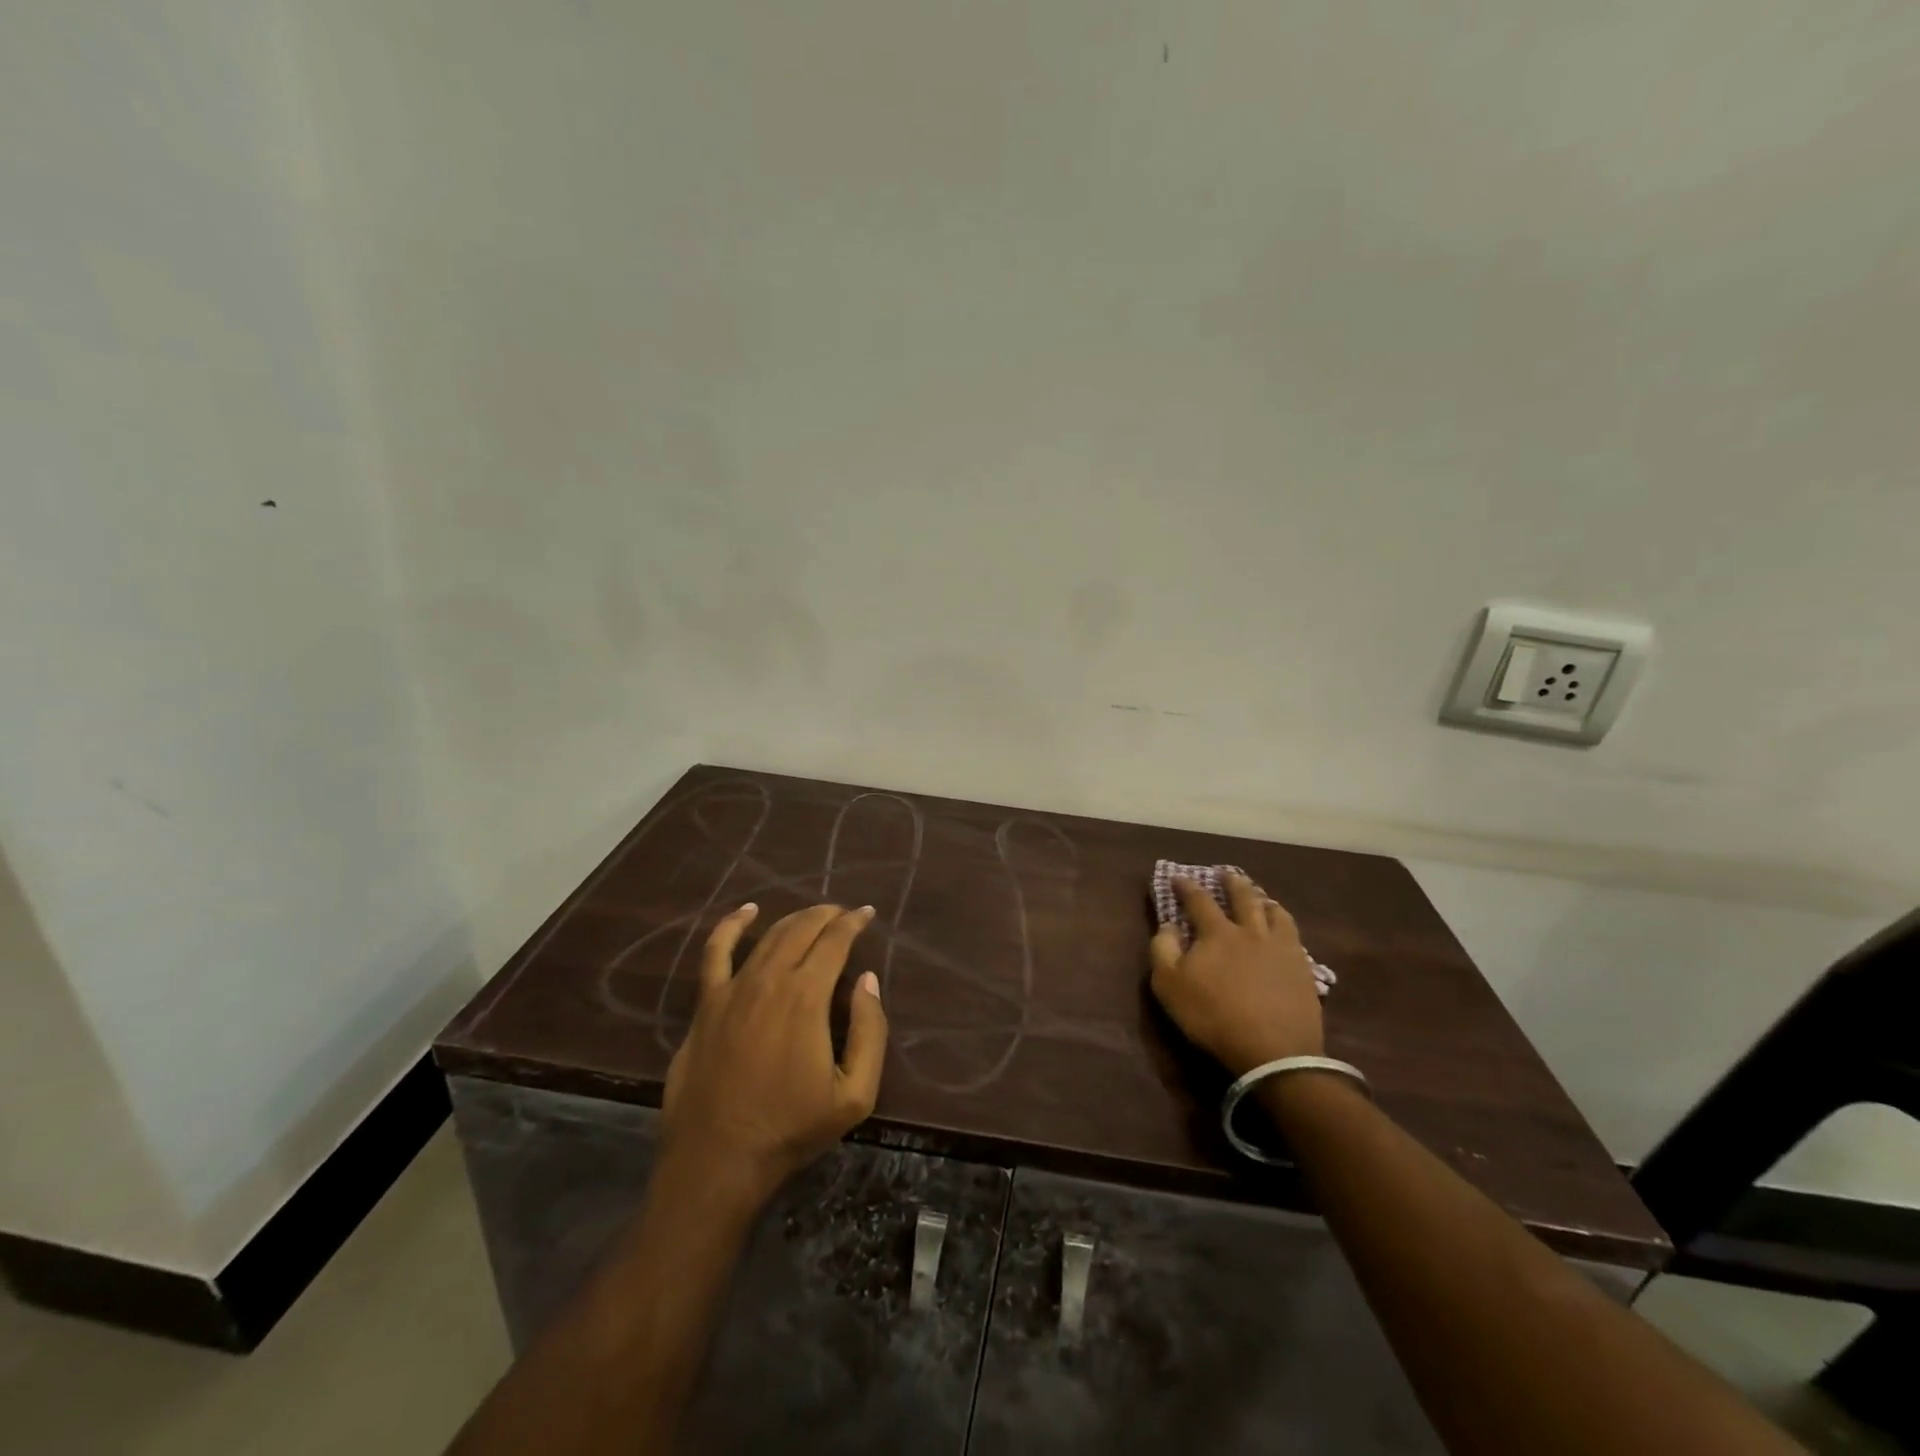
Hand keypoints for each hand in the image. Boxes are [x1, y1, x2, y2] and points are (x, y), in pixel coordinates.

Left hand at [660, 902, 888, 1202]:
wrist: (717, 1161)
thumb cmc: (791, 1129)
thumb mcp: (855, 1094)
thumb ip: (870, 1032)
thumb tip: (867, 980)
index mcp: (806, 998)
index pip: (834, 941)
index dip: (853, 922)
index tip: (867, 914)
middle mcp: (769, 980)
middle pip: (801, 930)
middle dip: (827, 915)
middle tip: (844, 915)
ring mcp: (732, 989)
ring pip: (767, 936)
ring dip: (794, 920)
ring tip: (813, 916)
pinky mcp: (706, 1005)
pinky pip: (716, 952)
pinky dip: (731, 926)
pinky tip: (746, 912)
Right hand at [1149, 873, 1323, 1076]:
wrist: (1273, 1052)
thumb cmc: (1213, 1016)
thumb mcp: (1170, 986)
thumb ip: (1163, 950)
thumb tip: (1167, 925)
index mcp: (1218, 933)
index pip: (1199, 901)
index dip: (1187, 887)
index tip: (1178, 878)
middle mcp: (1252, 932)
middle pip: (1244, 898)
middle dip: (1233, 883)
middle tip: (1227, 874)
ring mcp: (1282, 949)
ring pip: (1276, 913)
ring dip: (1265, 901)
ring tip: (1262, 898)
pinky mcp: (1303, 970)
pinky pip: (1296, 938)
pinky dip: (1285, 926)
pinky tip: (1285, 931)